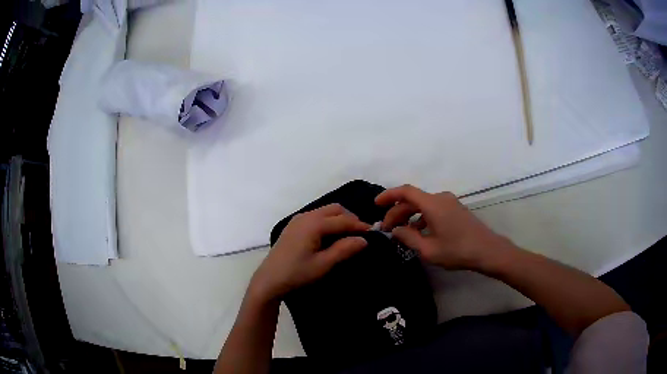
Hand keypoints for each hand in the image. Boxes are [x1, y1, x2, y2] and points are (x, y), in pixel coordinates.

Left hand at [248, 204, 369, 301]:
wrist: (269, 279)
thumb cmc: (297, 273)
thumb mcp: (323, 264)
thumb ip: (344, 250)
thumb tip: (364, 240)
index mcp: (314, 224)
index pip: (343, 220)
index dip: (360, 226)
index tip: (374, 233)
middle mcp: (306, 216)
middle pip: (335, 209)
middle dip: (350, 218)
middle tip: (361, 233)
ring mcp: (298, 219)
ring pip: (325, 211)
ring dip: (339, 219)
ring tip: (348, 234)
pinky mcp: (294, 225)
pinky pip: (316, 216)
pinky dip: (328, 221)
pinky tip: (331, 235)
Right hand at [376, 185, 511, 269]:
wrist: (488, 251)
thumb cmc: (457, 250)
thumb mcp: (428, 249)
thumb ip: (408, 238)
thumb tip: (395, 230)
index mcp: (432, 204)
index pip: (405, 191)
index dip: (389, 195)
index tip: (375, 204)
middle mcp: (440, 198)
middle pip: (413, 200)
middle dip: (397, 212)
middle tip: (386, 229)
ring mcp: (449, 203)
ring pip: (423, 205)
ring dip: (409, 216)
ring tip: (400, 233)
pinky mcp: (455, 210)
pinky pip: (433, 209)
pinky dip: (421, 218)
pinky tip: (418, 232)